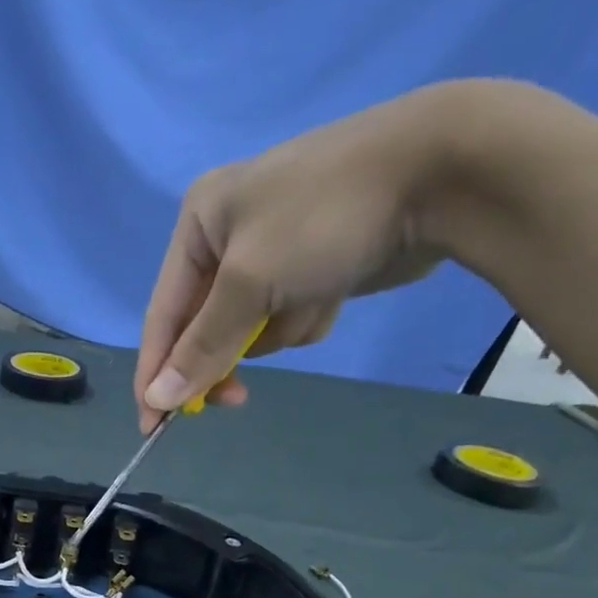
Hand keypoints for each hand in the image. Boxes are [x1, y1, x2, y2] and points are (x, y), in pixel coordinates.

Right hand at [133, 82, 461, 430]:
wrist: (444, 172)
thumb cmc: (325, 217)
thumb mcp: (249, 283)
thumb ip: (202, 347)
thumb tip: (158, 399)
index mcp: (200, 224)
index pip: (162, 315)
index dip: (155, 373)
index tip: (154, 426)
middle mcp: (227, 236)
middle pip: (203, 326)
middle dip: (226, 354)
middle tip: (234, 397)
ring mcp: (273, 251)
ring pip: (249, 329)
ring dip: (277, 331)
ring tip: (311, 301)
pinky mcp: (312, 268)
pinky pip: (288, 319)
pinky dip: (307, 319)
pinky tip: (335, 293)